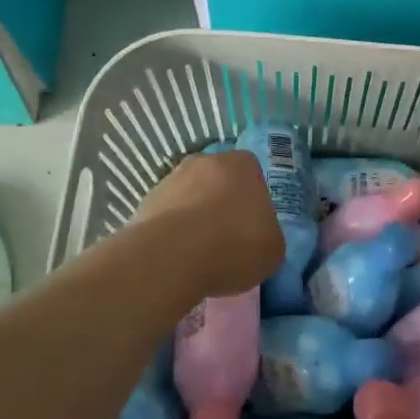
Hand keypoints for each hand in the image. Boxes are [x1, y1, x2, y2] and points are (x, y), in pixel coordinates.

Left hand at [137, 150, 283, 297]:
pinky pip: (167, 216)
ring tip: (199, 253)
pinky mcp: (145, 201)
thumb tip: (258, 238)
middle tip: (227, 238)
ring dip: (195, 217)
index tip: (252, 227)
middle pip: (219, 181)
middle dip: (222, 204)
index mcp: (242, 164)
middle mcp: (205, 161)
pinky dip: (173, 232)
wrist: (172, 257)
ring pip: (191, 197)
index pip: (253, 175)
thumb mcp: (273, 249)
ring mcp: (171, 179)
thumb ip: (268, 235)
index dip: (253, 200)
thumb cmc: (234, 245)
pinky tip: (178, 257)